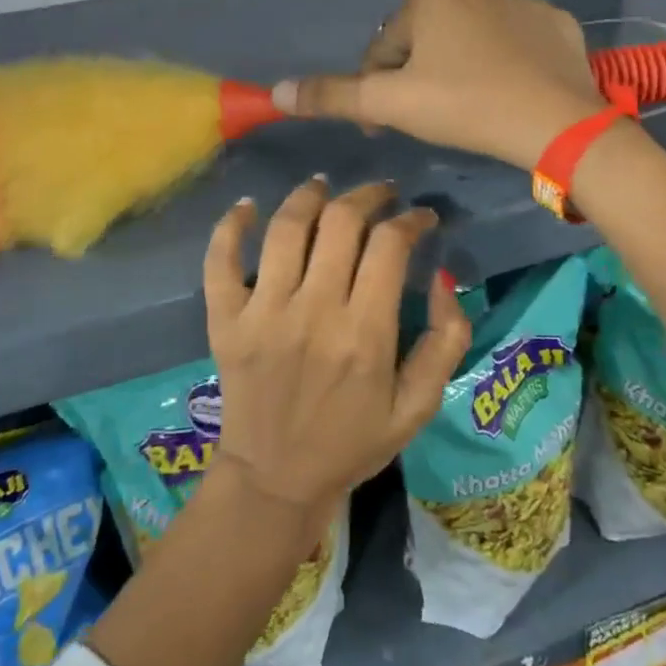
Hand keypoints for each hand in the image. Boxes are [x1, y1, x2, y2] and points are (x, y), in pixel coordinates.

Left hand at [201, 178, 472, 546]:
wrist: (275, 479)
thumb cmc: (352, 442)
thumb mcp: (418, 406)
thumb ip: (444, 342)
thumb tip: (444, 278)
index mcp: (364, 333)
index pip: (389, 245)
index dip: (410, 219)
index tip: (420, 218)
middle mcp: (312, 311)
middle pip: (340, 222)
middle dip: (367, 196)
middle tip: (381, 195)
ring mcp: (262, 312)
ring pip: (286, 228)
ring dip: (308, 195)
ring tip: (323, 186)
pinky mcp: (225, 320)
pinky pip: (220, 260)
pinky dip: (230, 225)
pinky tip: (247, 206)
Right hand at [273, 0, 608, 168]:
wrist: (557, 122)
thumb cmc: (464, 105)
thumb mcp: (391, 103)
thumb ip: (333, 95)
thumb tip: (276, 91)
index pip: (383, 50)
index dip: (377, 91)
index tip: (387, 126)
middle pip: (425, 43)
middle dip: (418, 78)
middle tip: (430, 119)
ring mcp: (521, 2)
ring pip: (470, 41)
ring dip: (459, 70)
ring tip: (470, 111)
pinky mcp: (556, 23)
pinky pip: (514, 44)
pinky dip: (504, 65)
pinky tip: (509, 94)